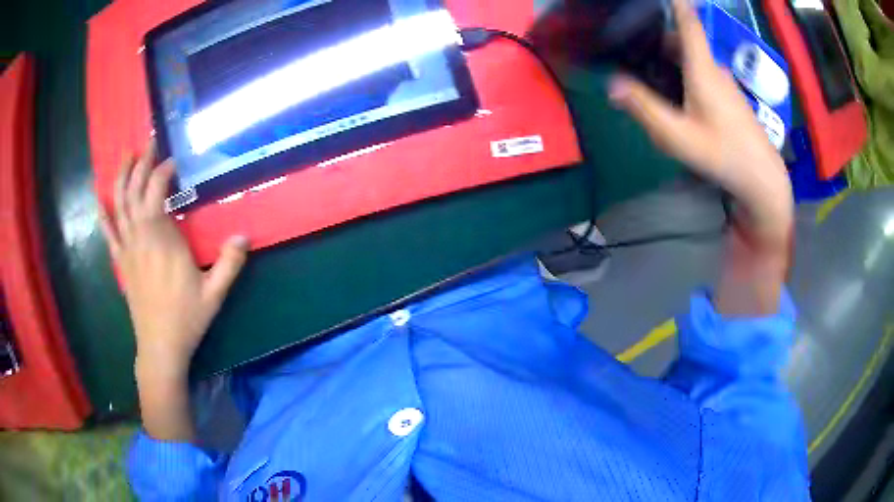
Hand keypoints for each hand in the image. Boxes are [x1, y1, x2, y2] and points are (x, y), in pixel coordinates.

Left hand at [99, 140, 248, 374]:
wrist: (160, 347)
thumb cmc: (186, 319)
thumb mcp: (214, 293)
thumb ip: (229, 263)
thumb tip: (245, 235)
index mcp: (162, 240)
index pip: (157, 192)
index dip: (164, 171)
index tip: (174, 160)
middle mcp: (140, 237)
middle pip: (136, 191)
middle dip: (143, 164)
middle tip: (151, 143)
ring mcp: (127, 249)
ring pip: (119, 205)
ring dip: (122, 178)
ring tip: (128, 156)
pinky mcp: (121, 262)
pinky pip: (108, 232)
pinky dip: (103, 213)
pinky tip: (100, 198)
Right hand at [608, 0, 792, 249]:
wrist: (762, 178)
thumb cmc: (722, 154)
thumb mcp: (678, 136)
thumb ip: (644, 108)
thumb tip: (612, 84)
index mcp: (702, 68)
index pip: (687, 22)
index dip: (676, 2)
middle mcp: (715, 69)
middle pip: (683, 42)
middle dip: (657, 41)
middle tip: (633, 53)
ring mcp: (725, 83)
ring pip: (693, 60)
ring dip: (671, 62)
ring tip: (650, 78)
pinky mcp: (730, 98)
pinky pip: (703, 75)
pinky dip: (686, 76)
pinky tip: (678, 101)